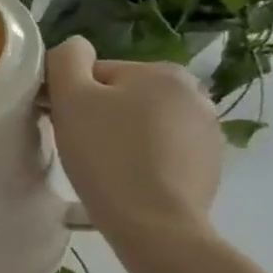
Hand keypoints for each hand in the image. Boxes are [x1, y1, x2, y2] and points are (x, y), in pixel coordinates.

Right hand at [45, 36, 222, 252]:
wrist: (154, 224)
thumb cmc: (107, 154)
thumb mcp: (71, 97)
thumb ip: (66, 59)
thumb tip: (74, 47)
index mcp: (163, 72)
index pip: (97, 74)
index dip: (72, 97)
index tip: (62, 123)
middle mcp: (195, 95)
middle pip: (122, 97)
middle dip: (99, 117)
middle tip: (81, 147)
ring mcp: (208, 133)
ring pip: (142, 125)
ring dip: (120, 138)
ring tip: (104, 168)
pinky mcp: (209, 167)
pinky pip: (161, 152)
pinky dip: (142, 161)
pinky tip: (128, 181)